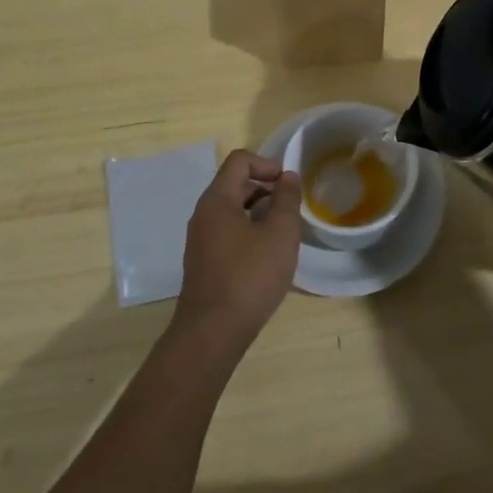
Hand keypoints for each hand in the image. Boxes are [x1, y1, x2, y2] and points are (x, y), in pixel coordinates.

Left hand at [173, 150, 302, 346]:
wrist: (213, 332)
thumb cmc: (250, 276)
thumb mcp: (279, 234)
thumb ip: (286, 200)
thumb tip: (287, 176)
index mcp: (217, 200)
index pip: (239, 161)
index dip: (267, 164)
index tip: (289, 185)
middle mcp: (203, 214)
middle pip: (234, 184)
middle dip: (266, 188)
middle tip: (292, 208)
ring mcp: (200, 239)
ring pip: (232, 210)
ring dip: (259, 211)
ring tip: (284, 232)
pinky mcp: (204, 262)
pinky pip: (228, 232)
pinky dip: (249, 231)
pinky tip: (268, 255)